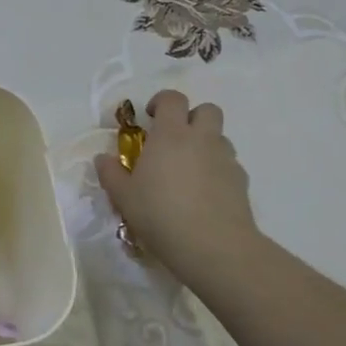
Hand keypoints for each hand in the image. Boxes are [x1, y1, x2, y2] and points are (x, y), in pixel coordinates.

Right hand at [95, 91, 261, 285]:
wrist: (215, 247)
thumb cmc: (161, 214)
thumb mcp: (123, 196)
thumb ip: (110, 173)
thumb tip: (102, 158)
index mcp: (171, 134)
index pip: (172, 98)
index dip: (162, 102)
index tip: (150, 118)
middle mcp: (201, 139)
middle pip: (207, 110)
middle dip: (192, 117)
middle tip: (175, 139)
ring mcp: (226, 159)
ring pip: (220, 137)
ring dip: (206, 144)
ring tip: (190, 170)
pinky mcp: (242, 182)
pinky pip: (230, 165)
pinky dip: (218, 171)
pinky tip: (206, 194)